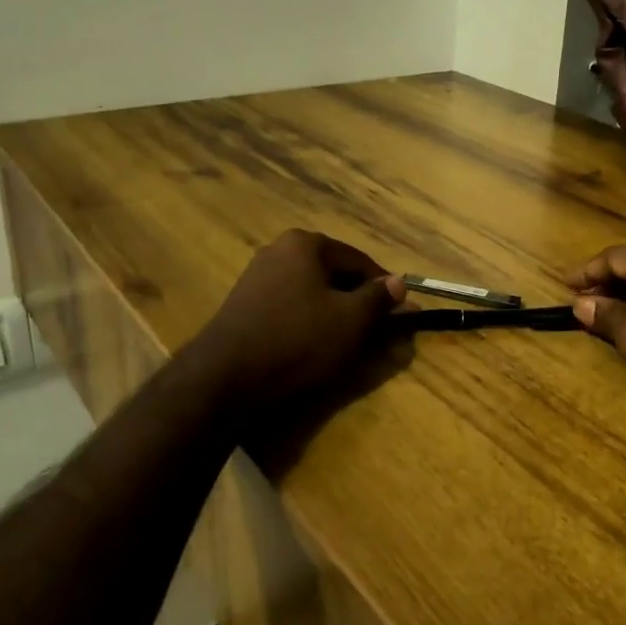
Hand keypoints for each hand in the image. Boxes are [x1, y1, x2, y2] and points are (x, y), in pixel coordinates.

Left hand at [179, 230, 405, 410]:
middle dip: (359, 303)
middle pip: (334, 275)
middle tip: (377, 333)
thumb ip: (379, 299)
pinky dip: (309, 324)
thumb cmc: (297, 341)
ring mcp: (256, 278)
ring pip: (312, 294)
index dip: (385, 289)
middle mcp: (278, 251)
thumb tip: (399, 283)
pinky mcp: (244, 307)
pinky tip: (315, 349)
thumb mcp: (352, 321)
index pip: (360, 261)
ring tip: (349, 345)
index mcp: (305, 244)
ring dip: (335, 315)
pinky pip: (290, 309)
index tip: (401, 315)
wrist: (224, 379)